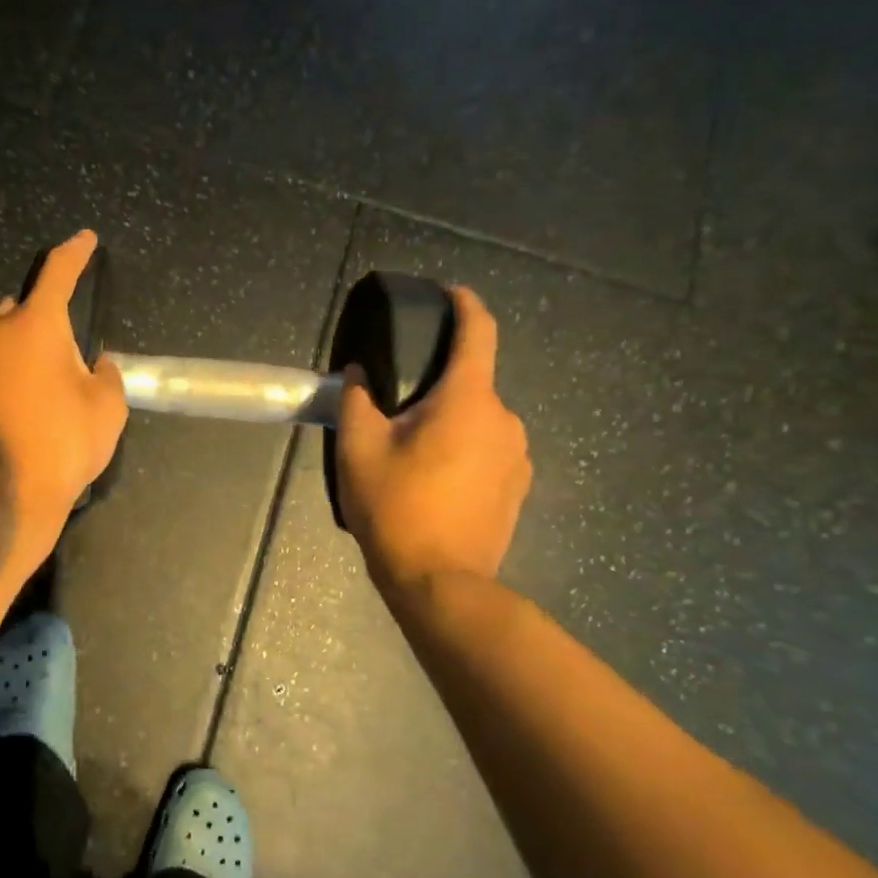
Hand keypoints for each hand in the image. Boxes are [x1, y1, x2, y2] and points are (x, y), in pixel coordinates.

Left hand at [0, 231, 128, 543]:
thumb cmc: (61, 449)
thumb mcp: (107, 411)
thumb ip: (106, 375)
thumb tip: (95, 365)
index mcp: (34, 328)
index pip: (57, 273)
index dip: (74, 253)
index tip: (85, 240)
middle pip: (18, 312)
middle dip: (41, 324)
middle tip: (63, 360)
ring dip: (15, 358)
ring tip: (34, 398)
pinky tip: (9, 420)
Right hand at [335, 287, 532, 598]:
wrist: (442, 584)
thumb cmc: (397, 507)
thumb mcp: (359, 449)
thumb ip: (358, 400)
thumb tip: (360, 372)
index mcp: (469, 400)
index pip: (479, 333)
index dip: (466, 305)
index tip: (450, 293)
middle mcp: (505, 420)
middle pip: (472, 381)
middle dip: (438, 383)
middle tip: (396, 405)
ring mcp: (518, 456)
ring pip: (479, 419)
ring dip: (450, 420)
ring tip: (412, 449)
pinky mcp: (519, 487)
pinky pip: (489, 449)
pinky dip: (464, 448)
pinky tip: (435, 479)